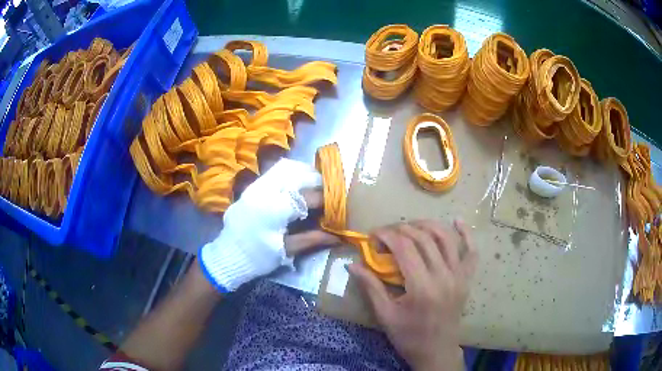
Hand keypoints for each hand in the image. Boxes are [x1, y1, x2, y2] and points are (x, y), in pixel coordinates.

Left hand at [200, 159, 339, 291]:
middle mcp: (266, 190)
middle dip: (317, 182)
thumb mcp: (286, 251)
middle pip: (299, 174)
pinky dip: (290, 174)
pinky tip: (297, 185)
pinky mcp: (252, 186)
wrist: (228, 255)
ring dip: (304, 173)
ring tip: (314, 186)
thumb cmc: (258, 257)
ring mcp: (257, 185)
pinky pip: (274, 171)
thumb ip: (312, 239)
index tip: (336, 207)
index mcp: (276, 208)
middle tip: (327, 194)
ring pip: (286, 167)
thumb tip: (338, 236)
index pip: (309, 196)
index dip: (326, 201)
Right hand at [349, 219, 477, 370]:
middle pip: (424, 238)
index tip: (373, 236)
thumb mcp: (385, 315)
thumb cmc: (408, 336)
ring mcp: (459, 275)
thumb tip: (352, 264)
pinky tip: (458, 220)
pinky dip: (466, 234)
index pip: (404, 247)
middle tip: (386, 233)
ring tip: (410, 225)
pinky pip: (471, 251)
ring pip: (446, 239)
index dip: (386, 235)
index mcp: (422, 287)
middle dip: (402, 229)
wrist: (437, 350)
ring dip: (427, 225)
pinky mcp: (467, 278)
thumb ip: (371, 287)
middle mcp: (444, 276)